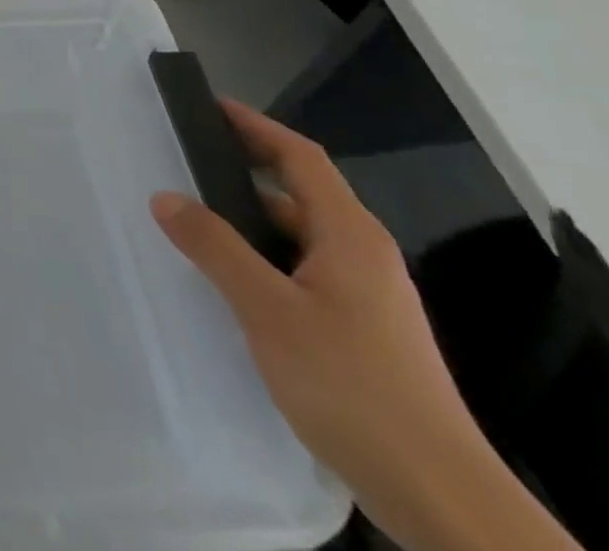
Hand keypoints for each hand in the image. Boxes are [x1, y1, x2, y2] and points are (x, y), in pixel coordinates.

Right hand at [150, 102, 577, 550]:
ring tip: (192, 223)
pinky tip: (230, 284)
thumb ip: (215, 248)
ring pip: (298, 239)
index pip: (300, 157)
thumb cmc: (354, 386)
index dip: (255, 126)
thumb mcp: (269, 311)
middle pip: (297, 194)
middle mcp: (363, 256)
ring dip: (248, 225)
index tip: (208, 107)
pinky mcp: (363, 333)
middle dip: (241, 174)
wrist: (442, 500)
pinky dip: (263, 262)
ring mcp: (367, 298)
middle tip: (182, 166)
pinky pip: (302, 274)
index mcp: (350, 235)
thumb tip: (165, 197)